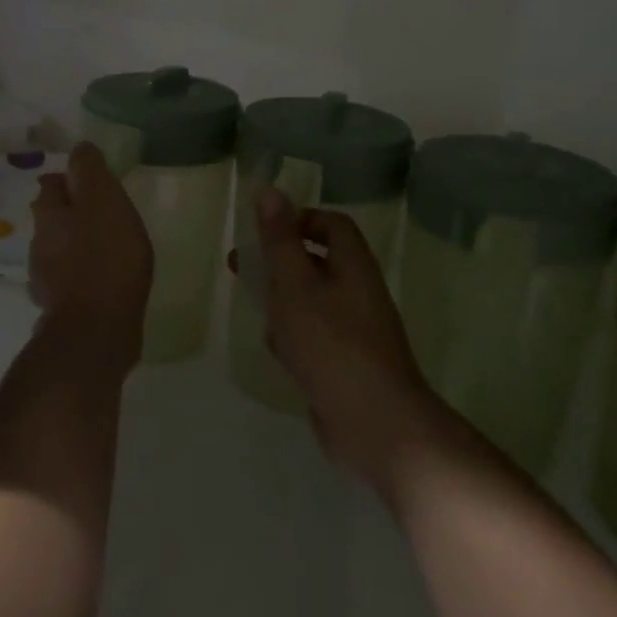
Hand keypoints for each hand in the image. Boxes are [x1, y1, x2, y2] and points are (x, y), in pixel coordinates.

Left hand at [28, 142, 153, 377]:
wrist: (95, 331)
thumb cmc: (105, 257)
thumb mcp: (103, 200)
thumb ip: (90, 171)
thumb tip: (80, 148)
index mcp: (49, 213)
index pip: (52, 183)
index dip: (71, 180)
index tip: (94, 183)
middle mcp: (39, 243)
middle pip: (51, 218)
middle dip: (71, 212)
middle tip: (103, 214)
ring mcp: (46, 279)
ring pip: (58, 249)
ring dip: (76, 244)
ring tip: (106, 247)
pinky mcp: (60, 308)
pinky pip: (69, 280)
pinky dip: (82, 275)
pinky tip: (102, 280)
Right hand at [249, 188, 443, 496]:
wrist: (375, 425)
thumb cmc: (330, 344)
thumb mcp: (295, 285)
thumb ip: (280, 240)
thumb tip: (270, 191)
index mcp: (353, 266)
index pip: (332, 224)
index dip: (300, 219)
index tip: (265, 231)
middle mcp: (359, 292)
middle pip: (318, 262)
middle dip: (279, 263)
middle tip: (241, 267)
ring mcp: (356, 332)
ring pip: (313, 302)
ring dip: (283, 303)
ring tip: (257, 312)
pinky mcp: (347, 365)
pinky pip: (316, 338)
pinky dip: (294, 338)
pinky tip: (277, 353)